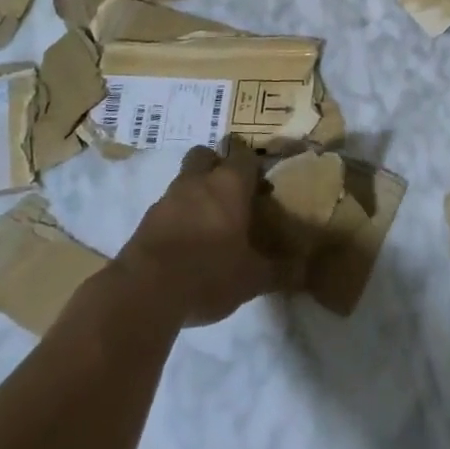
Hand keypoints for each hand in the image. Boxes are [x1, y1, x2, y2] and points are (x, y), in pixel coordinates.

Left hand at [114, 142, 301, 326]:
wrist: (144, 293)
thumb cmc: (209, 273)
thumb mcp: (253, 279)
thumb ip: (280, 271)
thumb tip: (305, 271)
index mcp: (230, 185)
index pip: (244, 154)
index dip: (253, 164)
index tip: (261, 181)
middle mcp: (198, 182)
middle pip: (205, 155)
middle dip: (216, 165)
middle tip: (231, 192)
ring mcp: (167, 199)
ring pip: (185, 180)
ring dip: (195, 192)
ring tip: (209, 222)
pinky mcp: (145, 221)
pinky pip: (167, 207)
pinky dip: (177, 217)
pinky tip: (186, 243)